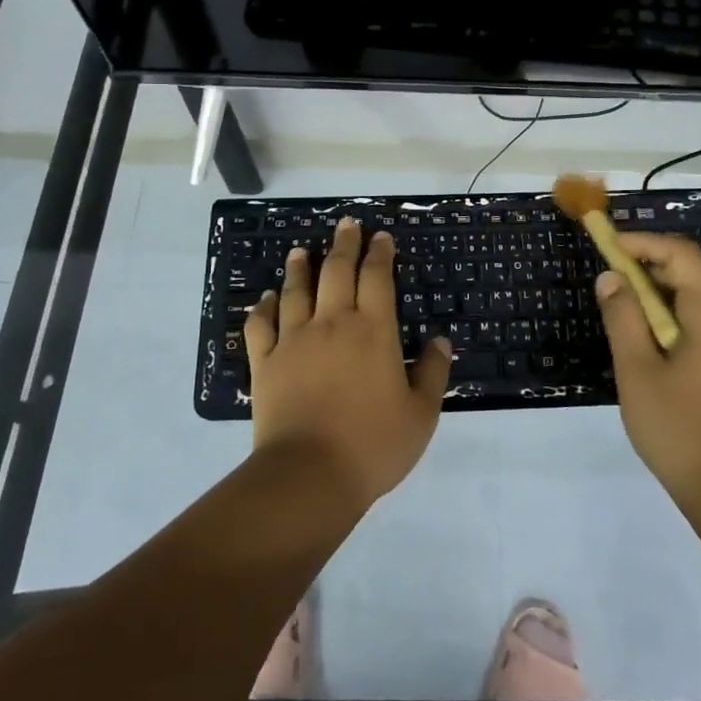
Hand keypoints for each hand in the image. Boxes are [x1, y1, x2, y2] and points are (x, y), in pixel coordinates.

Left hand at [244, 218, 451, 510]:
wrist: (309, 475)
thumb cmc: (373, 445)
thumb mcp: (420, 414)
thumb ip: (431, 372)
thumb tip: (439, 340)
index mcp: (373, 330)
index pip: (377, 277)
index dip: (379, 253)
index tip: (380, 237)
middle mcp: (332, 323)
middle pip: (336, 271)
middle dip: (343, 244)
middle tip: (346, 224)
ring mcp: (294, 340)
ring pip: (296, 291)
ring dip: (300, 267)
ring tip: (301, 251)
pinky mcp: (265, 362)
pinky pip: (260, 325)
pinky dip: (263, 307)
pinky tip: (265, 299)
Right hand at [596, 233, 700, 507]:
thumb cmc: (679, 429)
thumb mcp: (638, 371)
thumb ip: (623, 318)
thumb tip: (611, 278)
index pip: (682, 254)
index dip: (644, 242)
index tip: (609, 247)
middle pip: (693, 272)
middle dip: (649, 265)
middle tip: (610, 277)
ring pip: (699, 298)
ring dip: (660, 292)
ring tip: (623, 307)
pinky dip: (675, 315)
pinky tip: (650, 340)